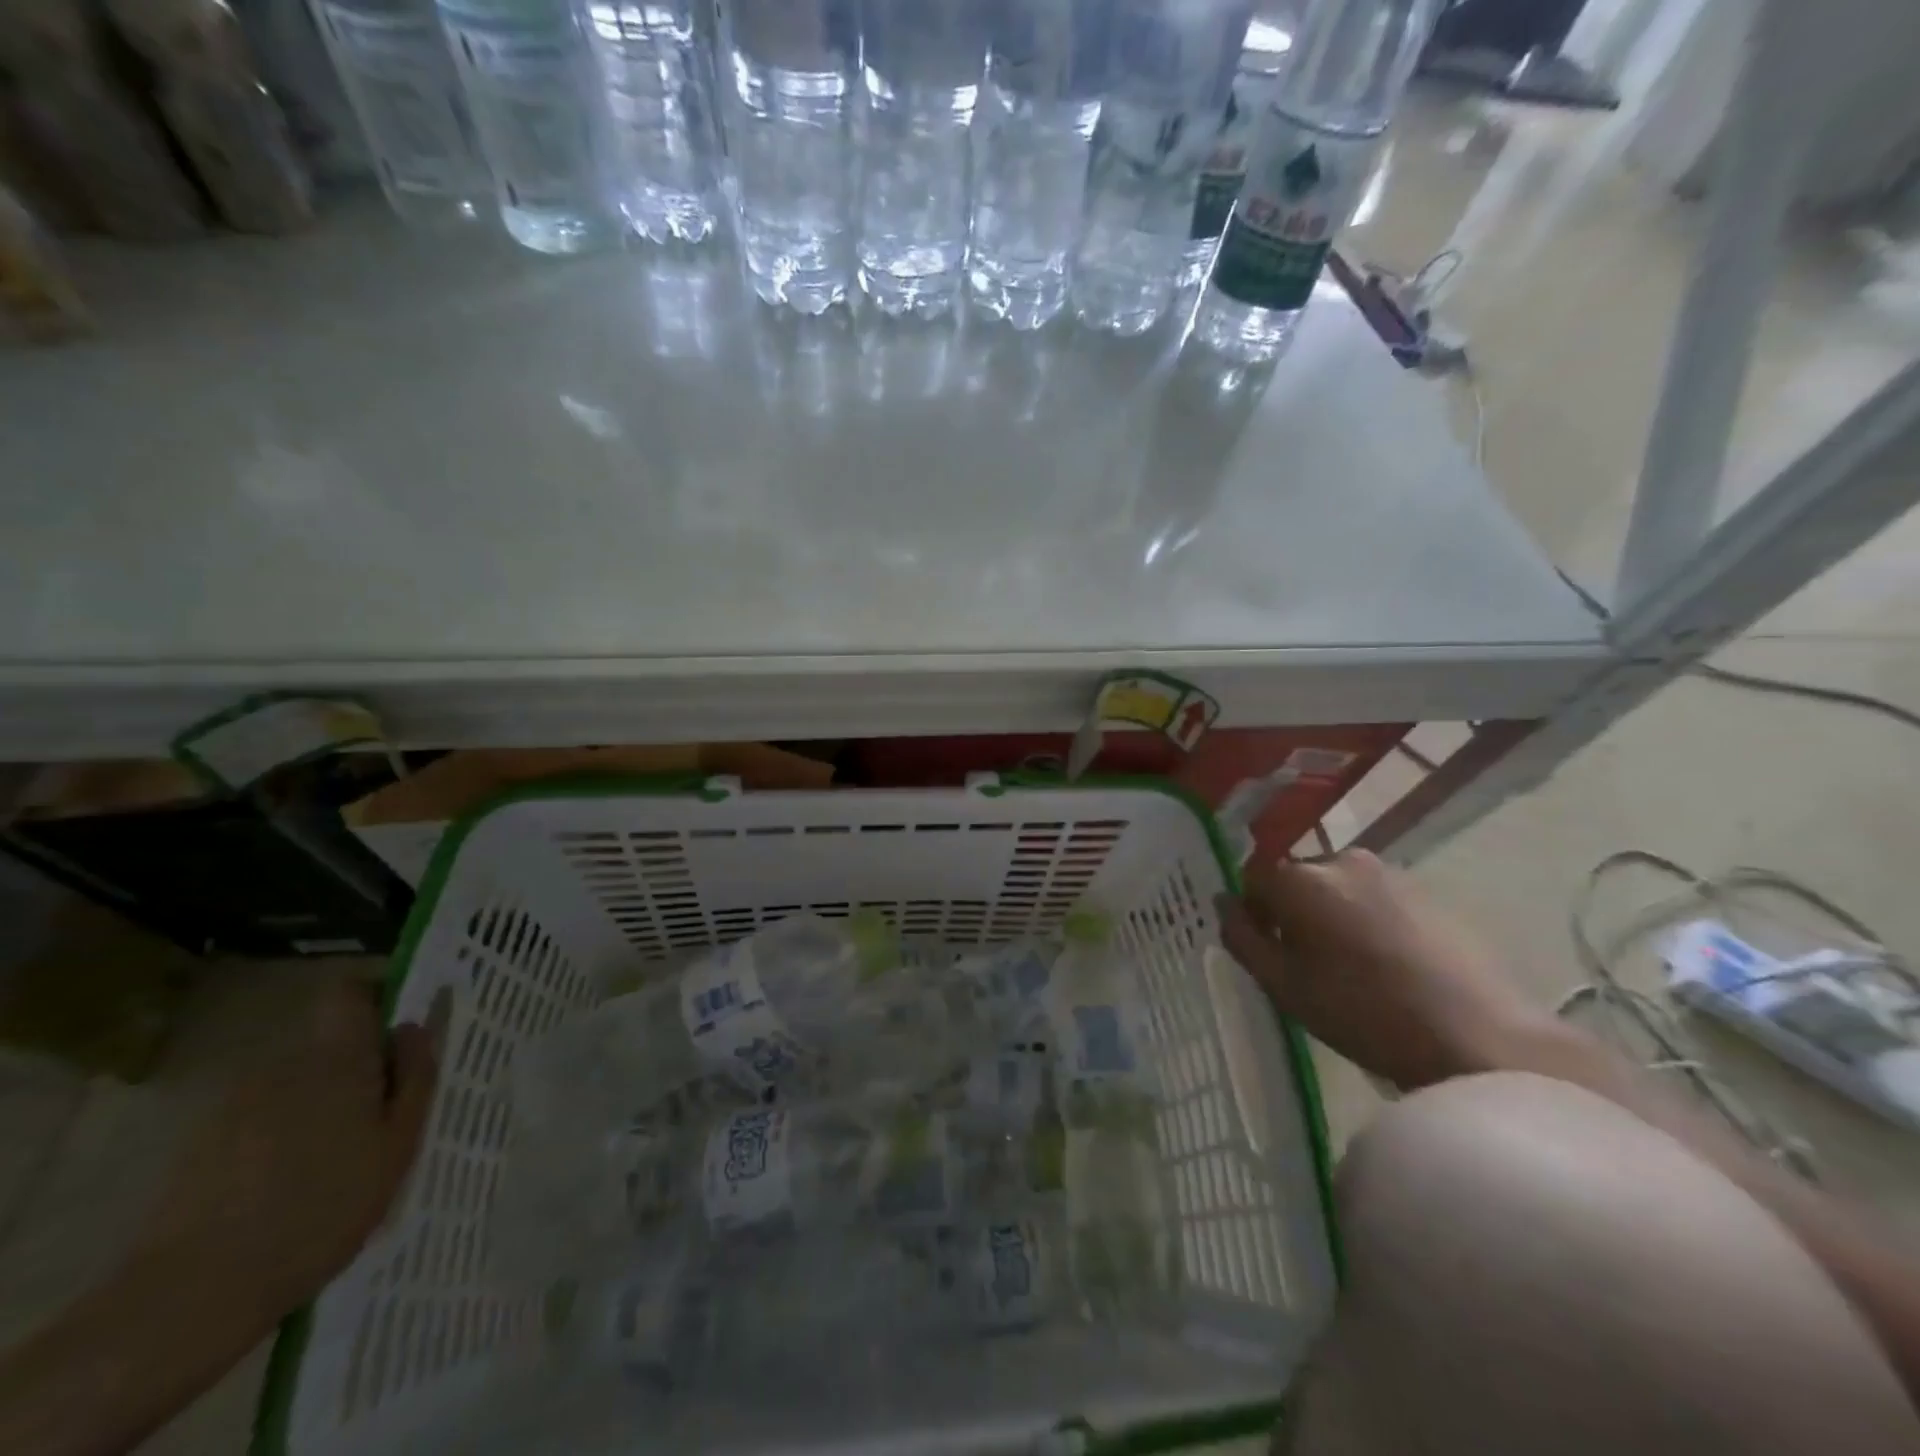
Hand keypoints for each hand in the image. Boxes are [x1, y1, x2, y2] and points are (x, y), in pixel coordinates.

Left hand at [142, 975, 436, 1317]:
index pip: (350, 993)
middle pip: (328, 1045)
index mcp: (335, 1058)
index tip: (402, 1031)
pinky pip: (260, 1119)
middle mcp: (282, 1066)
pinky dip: (280, 1139)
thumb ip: (414, 1077)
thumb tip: (414, 1028)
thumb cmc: (321, 1209)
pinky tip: (288, 1190)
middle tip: (381, 1118)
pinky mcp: (201, 1145)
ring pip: (295, 1085)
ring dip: (320, 1106)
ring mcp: (233, 1105)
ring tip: (336, 1164)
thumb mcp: (397, 1145)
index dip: (377, 997)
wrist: (190, 1295)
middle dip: (357, 1069)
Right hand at [1218, 850, 1544, 1091]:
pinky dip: (1366, 920)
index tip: (1267, 949)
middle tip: (1307, 962)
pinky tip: (1386, 964)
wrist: (1479, 1037)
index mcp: (1300, 879)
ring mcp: (1388, 872)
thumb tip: (1224, 904)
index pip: (1252, 877)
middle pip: (1296, 879)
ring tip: (1351, 966)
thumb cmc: (1364, 1013)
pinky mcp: (1425, 891)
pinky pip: (1373, 897)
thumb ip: (1242, 938)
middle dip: (1292, 911)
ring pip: (1336, 888)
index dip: (1251, 911)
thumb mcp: (1284, 986)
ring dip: (1330, 915)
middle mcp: (1340, 860)